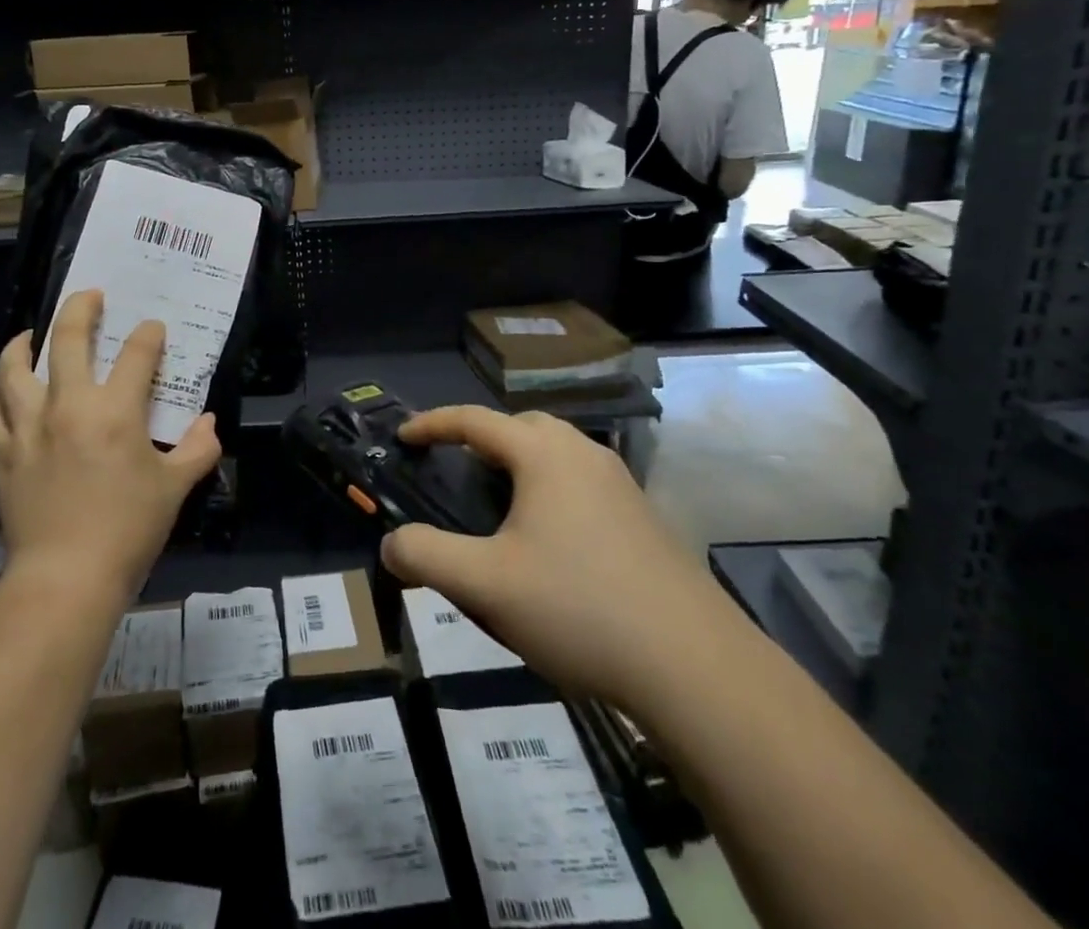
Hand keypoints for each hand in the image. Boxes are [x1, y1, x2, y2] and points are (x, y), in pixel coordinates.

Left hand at [0, 289, 221, 603]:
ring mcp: (29, 427)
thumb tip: (208, 422)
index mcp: (115, 410)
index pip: (136, 353)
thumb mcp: (175, 488)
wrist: (66, 578)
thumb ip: (197, 448)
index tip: (153, 330)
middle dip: (80, 308)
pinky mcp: (5, 453)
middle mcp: (68, 405)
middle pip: (66, 339)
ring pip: (15, 368)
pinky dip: (0, 393)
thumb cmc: (128, 529)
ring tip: (32, 334)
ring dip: (24, 344)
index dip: (148, 335)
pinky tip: (7, 390)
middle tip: (90, 296)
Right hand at [381, 407, 742, 716]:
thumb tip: (390, 544)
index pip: (474, 420)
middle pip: (522, 426)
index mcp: (544, 455)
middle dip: (482, 437)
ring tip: (497, 506)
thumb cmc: (579, 609)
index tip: (402, 436)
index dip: (432, 423)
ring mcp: (622, 486)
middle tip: (454, 468)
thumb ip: (426, 557)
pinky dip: (552, 491)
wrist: (698, 669)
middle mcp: (585, 455)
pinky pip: (583, 483)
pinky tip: (549, 543)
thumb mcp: (485, 586)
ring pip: (558, 454)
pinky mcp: (645, 520)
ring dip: (521, 464)